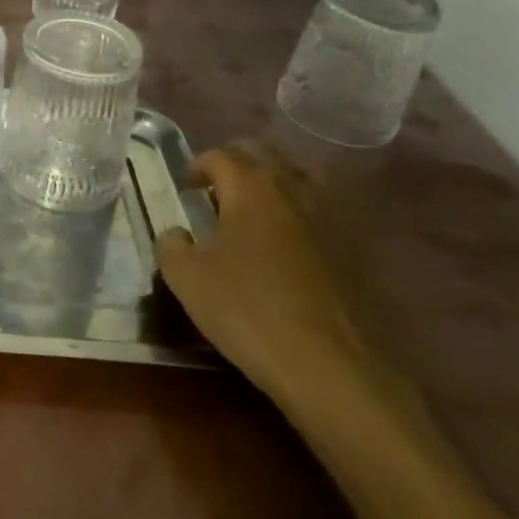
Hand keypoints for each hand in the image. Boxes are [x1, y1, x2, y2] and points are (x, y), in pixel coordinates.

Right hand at [155, 142, 369, 399]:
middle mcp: (290, 191)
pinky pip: (316, 212)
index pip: (221, 156)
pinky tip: (283, 243)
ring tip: (252, 212)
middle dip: (237, 166)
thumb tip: (176, 234)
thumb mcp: (186, 278)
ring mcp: (325, 219)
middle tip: (217, 191)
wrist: (325, 363)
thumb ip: (170, 245)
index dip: (199, 165)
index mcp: (249, 189)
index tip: (186, 186)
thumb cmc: (245, 308)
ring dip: (271, 185)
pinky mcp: (348, 250)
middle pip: (263, 157)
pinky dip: (295, 214)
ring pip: (295, 180)